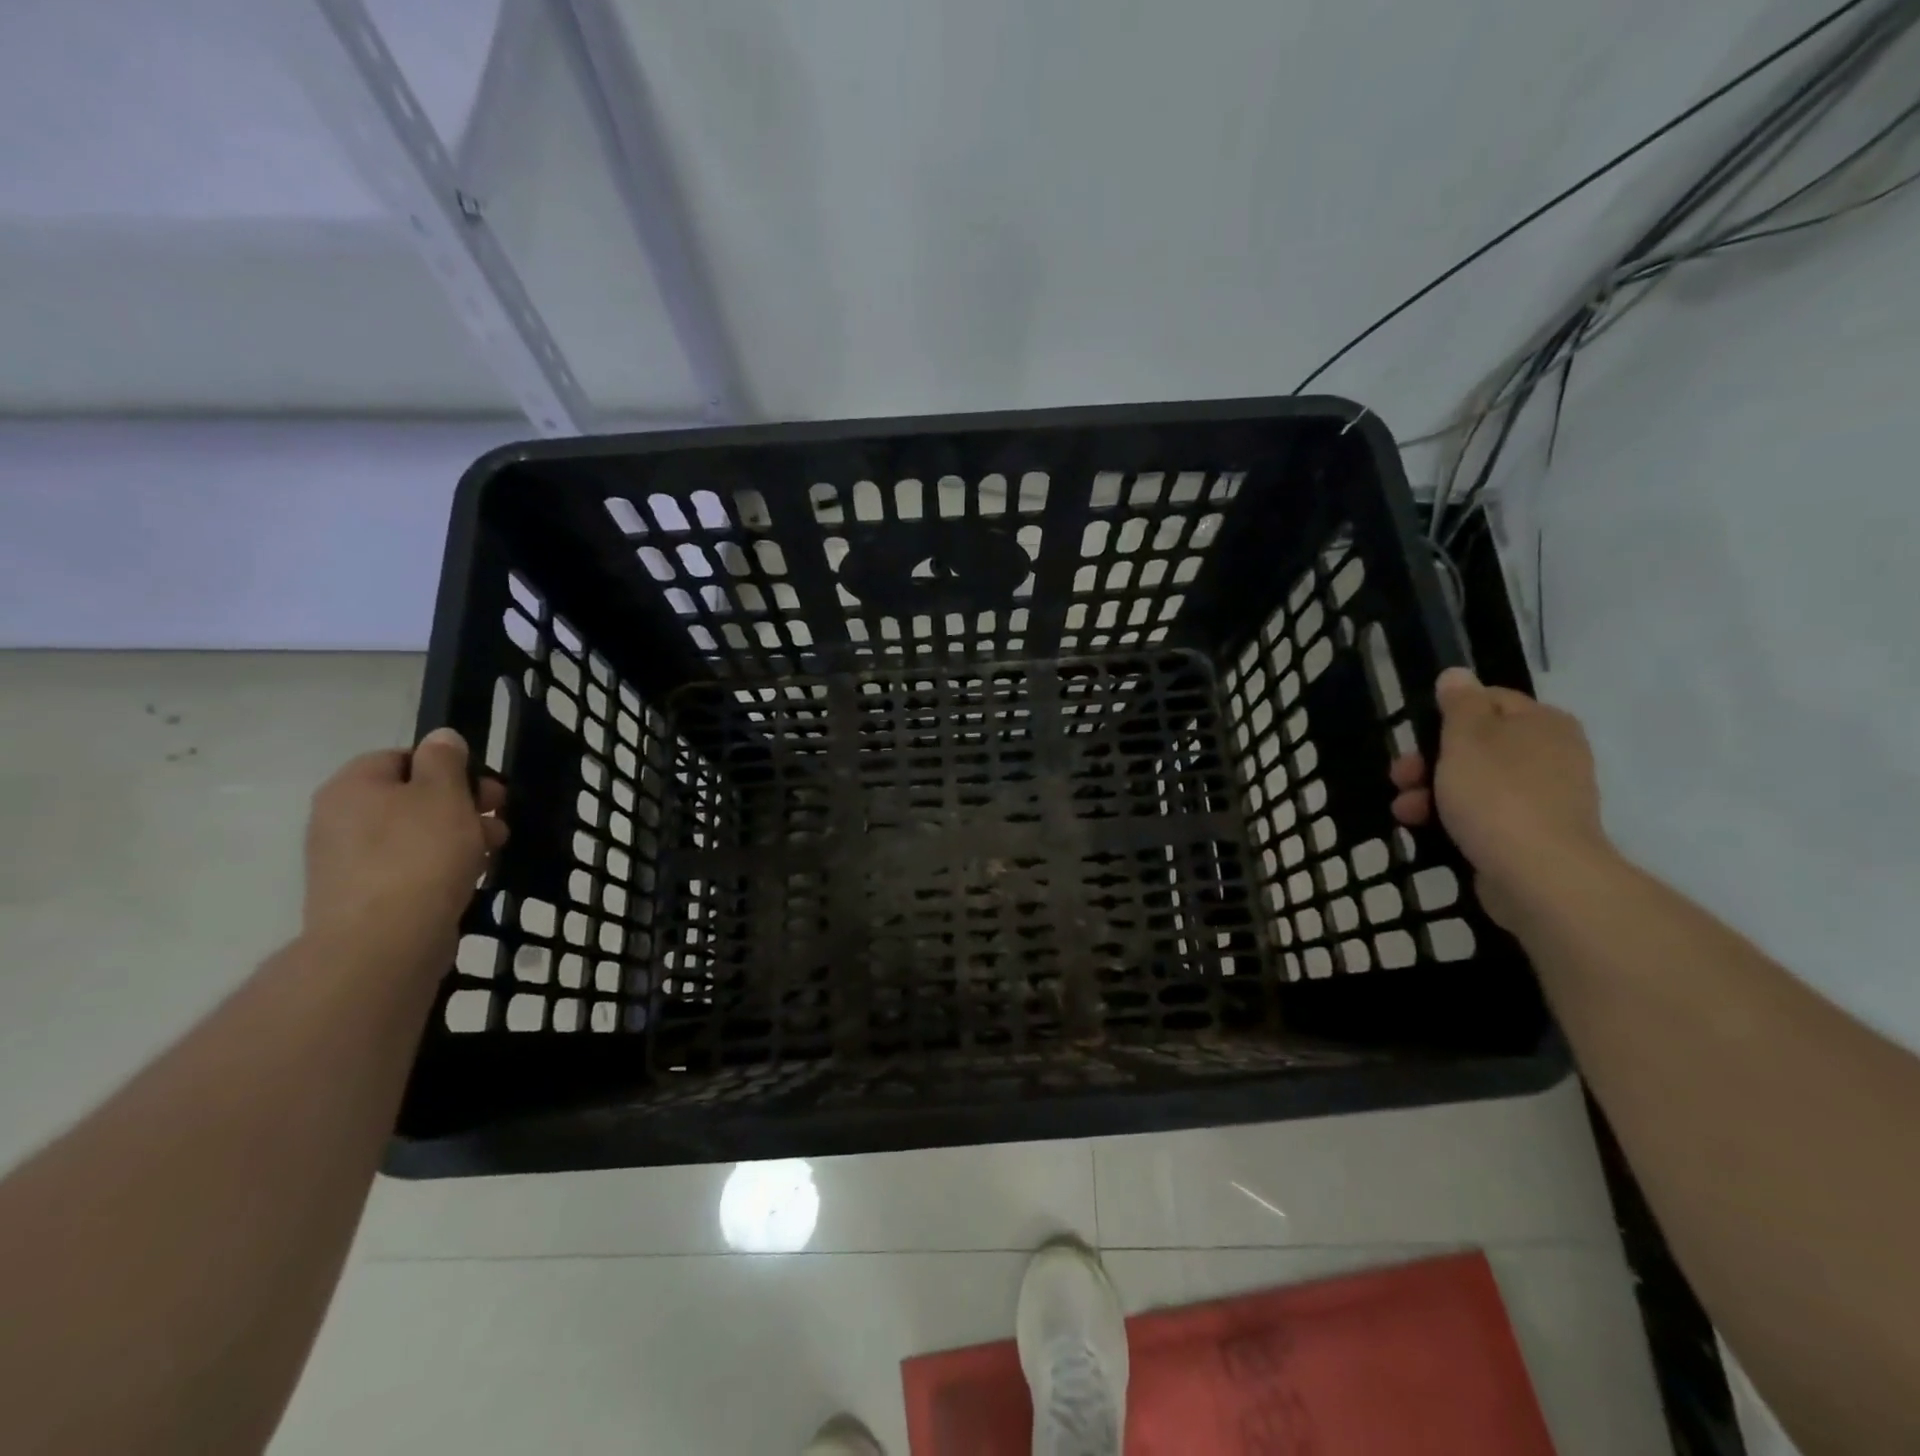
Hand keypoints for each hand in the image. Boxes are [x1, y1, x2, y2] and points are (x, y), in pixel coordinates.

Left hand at [303, 728, 507, 967]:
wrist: (384, 941)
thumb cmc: (420, 854)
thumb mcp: (444, 794)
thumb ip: (445, 760)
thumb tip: (441, 737)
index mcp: (353, 785)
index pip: (404, 757)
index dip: (449, 768)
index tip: (484, 789)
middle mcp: (339, 818)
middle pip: (412, 797)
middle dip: (461, 805)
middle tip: (497, 819)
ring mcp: (346, 861)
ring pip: (415, 834)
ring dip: (458, 836)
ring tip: (490, 852)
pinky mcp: (362, 896)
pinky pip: (409, 867)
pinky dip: (440, 867)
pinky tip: (467, 878)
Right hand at [1389, 667, 1610, 929]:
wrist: (1539, 874)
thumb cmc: (1498, 794)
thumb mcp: (1467, 738)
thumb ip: (1459, 704)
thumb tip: (1457, 674)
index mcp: (1541, 723)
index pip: (1488, 700)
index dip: (1445, 716)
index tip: (1415, 736)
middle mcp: (1550, 753)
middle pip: (1475, 744)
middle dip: (1428, 760)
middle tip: (1400, 777)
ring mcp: (1543, 797)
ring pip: (1473, 782)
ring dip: (1431, 792)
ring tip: (1405, 811)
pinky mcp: (1531, 834)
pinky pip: (1483, 815)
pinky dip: (1452, 817)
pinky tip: (1425, 828)